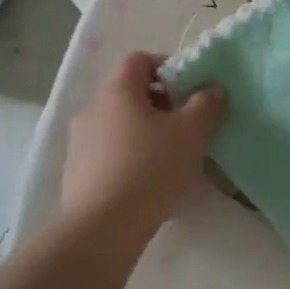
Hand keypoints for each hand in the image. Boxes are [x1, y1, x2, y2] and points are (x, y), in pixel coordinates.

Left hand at [62, 52, 224, 232]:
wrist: (102, 228)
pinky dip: (129, 156)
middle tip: (186, 124)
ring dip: (144, 131)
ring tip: (170, 156)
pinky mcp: (76, 173)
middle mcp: (92, 109)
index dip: (166, 66)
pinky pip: (108, 152)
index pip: (139, 60)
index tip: (189, 87)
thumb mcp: (192, 132)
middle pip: (129, 92)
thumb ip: (206, 104)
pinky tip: (148, 181)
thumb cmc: (150, 168)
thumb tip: (213, 88)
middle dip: (160, 103)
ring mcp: (79, 142)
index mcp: (118, 91)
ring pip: (118, 124)